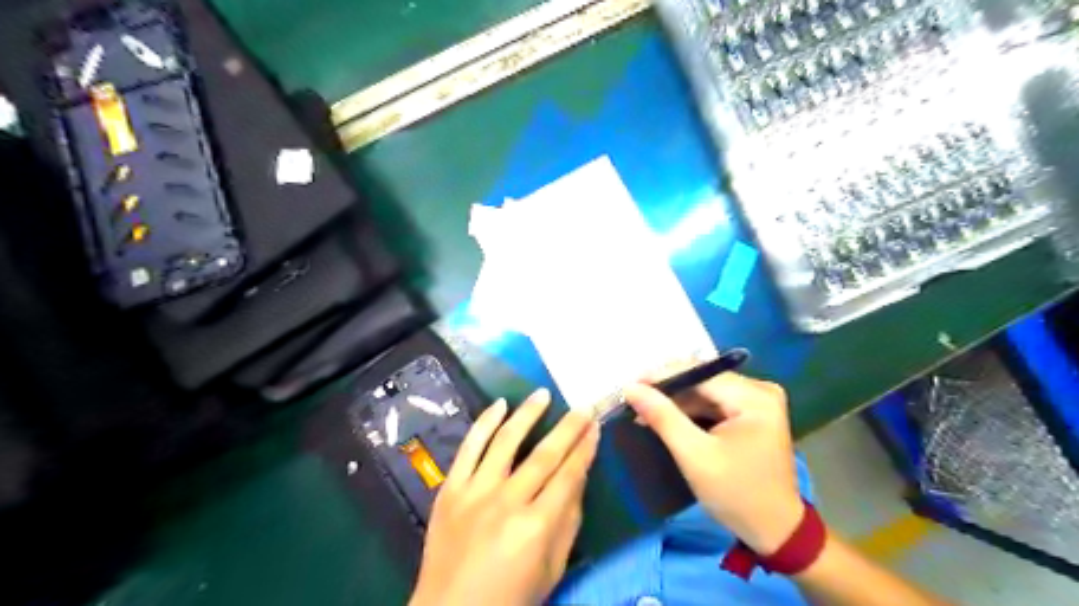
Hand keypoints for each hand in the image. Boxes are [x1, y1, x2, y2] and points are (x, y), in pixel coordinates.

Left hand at [412, 388, 604, 605]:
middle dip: (568, 427)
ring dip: (527, 414)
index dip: (585, 449)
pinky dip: (484, 423)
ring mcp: (475, 492)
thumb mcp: (551, 569)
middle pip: (544, 455)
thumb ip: (568, 522)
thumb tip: (578, 479)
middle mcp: (507, 502)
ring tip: (542, 394)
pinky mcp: (451, 489)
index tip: (596, 427)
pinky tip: (499, 405)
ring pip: (506, 442)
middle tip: (582, 406)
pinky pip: (469, 448)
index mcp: (536, 527)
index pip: (569, 475)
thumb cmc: (509, 598)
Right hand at [624, 372, 798, 555]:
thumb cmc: (736, 494)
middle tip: (633, 399)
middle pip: (704, 380)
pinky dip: (691, 410)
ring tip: (643, 410)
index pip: (700, 374)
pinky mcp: (753, 413)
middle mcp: (760, 390)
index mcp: (754, 397)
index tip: (629, 385)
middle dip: (668, 390)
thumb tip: (631, 387)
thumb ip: (663, 417)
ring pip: (707, 390)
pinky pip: (715, 402)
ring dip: (677, 401)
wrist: (775, 531)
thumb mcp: (694, 456)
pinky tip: (668, 417)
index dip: (662, 376)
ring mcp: (759, 401)